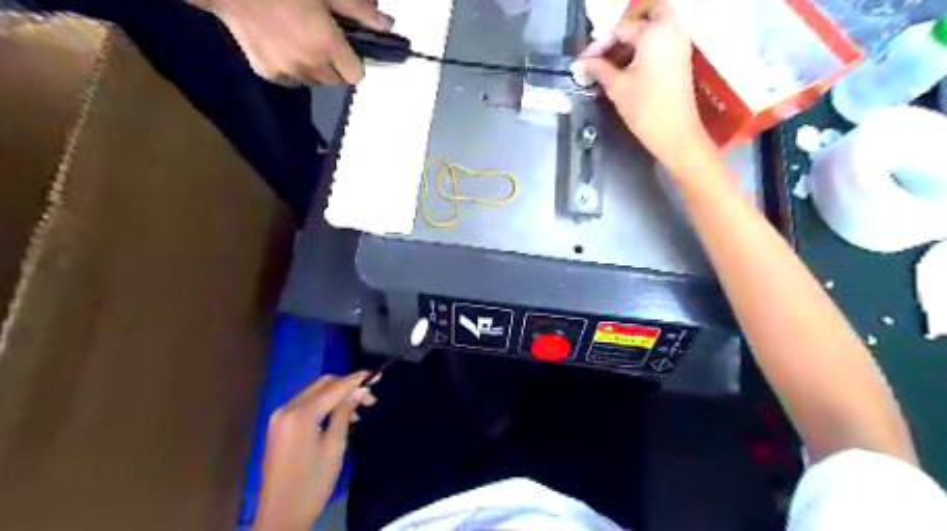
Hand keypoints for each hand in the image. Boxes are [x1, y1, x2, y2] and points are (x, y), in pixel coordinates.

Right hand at [199, 0, 391, 84]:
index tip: (348, 51)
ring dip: (314, 69)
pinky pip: (289, 78)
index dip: (355, 63)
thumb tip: (387, 26)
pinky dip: (291, 69)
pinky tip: (282, 47)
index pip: (356, 75)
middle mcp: (311, 66)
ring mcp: (287, 71)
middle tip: (324, 44)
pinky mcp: (266, 71)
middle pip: (336, 81)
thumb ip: (358, 10)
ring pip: (313, 81)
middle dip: (335, 67)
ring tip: (301, 43)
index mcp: (328, 46)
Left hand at [257, 374, 379, 530]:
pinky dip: (324, 404)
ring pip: (315, 392)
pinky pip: (306, 404)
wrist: (281, 514)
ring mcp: (281, 416)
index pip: (334, 387)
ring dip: (337, 395)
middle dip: (347, 386)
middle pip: (323, 384)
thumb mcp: (335, 446)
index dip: (356, 380)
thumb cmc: (313, 482)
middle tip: (369, 397)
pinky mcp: (279, 425)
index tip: (376, 375)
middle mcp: (287, 408)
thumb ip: (345, 412)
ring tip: (359, 410)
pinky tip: (340, 416)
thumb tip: (361, 390)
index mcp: (301, 414)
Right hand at [578, 4, 718, 173]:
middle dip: (623, 32)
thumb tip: (578, 64)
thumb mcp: (617, 86)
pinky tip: (625, 70)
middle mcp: (671, 31)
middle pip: (646, 17)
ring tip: (609, 65)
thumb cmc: (644, 108)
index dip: (599, 45)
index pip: (621, 29)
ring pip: (654, 31)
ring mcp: (679, 46)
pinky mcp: (680, 61)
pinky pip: (660, 45)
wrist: (675, 133)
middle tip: (604, 51)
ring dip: (632, 43)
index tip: (583, 62)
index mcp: (655, 32)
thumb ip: (598, 69)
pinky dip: (643, 51)